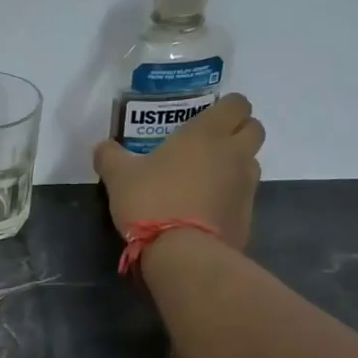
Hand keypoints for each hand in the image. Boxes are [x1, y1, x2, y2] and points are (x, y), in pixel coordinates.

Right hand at [92, 92, 264, 247]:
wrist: (182, 254)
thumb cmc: (151, 201)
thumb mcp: (119, 177)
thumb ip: (110, 156)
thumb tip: (103, 147)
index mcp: (208, 133)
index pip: (237, 103)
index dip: (225, 108)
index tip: (206, 119)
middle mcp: (234, 153)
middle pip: (254, 129)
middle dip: (238, 133)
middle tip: (209, 147)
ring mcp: (246, 186)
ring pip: (250, 164)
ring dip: (235, 167)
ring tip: (204, 182)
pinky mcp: (247, 217)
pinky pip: (243, 199)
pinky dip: (230, 200)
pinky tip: (205, 213)